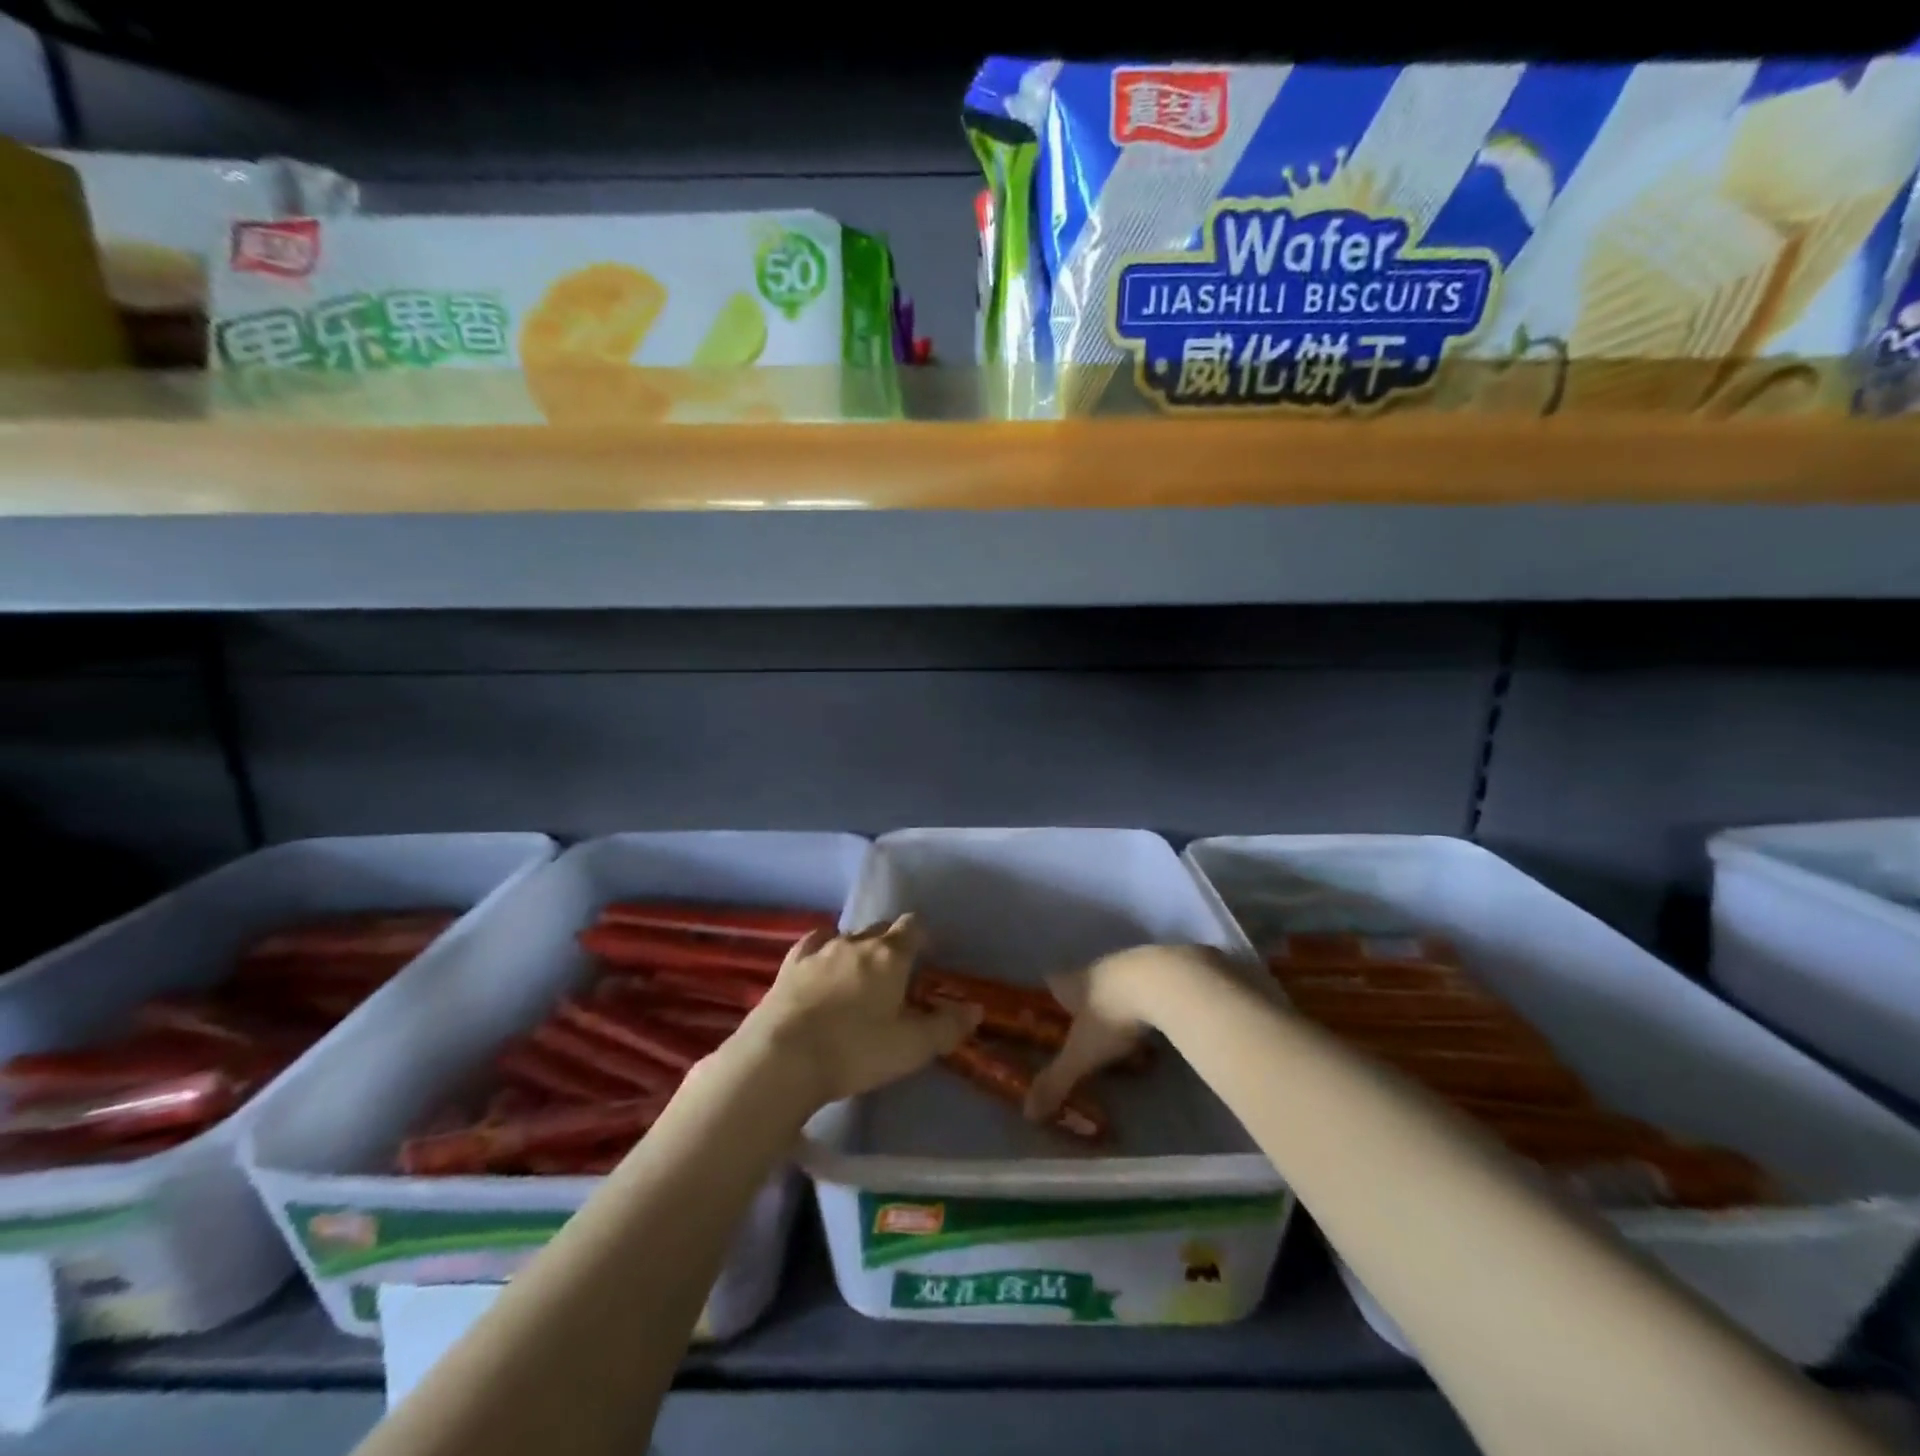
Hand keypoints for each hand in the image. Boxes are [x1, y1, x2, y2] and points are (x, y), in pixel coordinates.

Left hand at [743, 914, 981, 1107]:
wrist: (783, 1056)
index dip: (922, 937)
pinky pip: (813, 944)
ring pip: (848, 936)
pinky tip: (821, 963)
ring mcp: (820, 951)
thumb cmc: (855, 1050)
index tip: (926, 955)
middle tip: (895, 974)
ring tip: (858, 974)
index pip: (913, 927)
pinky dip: (823, 949)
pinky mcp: (790, 965)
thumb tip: (975, 1009)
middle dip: (891, 943)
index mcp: (891, 956)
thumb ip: (946, 1027)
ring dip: (857, 948)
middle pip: (881, 928)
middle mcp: (857, 942)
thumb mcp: (911, 1047)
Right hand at [1025, 944, 1230, 1124]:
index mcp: (1074, 983)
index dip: (1050, 993)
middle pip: (1086, 980)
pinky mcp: (1164, 968)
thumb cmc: (1113, 1015)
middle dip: (1085, 1000)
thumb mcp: (1082, 1054)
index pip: (1053, 982)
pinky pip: (1151, 984)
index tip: (1048, 1006)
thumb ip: (1057, 1081)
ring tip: (1125, 1026)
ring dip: (1119, 999)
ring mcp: (1133, 965)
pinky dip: (1150, 1000)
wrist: (1164, 982)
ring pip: (1119, 981)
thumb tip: (1028, 1113)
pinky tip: (1158, 1018)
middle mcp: (1099, 968)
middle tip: (1088, 1024)